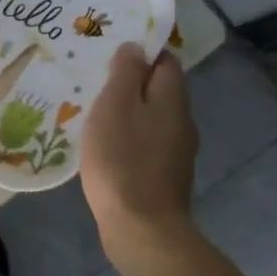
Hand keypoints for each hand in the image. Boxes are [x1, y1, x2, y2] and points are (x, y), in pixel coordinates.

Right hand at [81, 44, 199, 264]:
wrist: (141, 228)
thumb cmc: (122, 160)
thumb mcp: (115, 106)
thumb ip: (126, 73)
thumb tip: (135, 47)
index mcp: (172, 99)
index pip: (166, 60)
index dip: (142, 51)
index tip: (111, 50)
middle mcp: (182, 121)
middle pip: (160, 89)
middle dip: (132, 81)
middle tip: (95, 79)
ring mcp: (176, 151)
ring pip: (152, 117)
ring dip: (128, 111)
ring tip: (94, 111)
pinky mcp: (164, 176)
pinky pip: (147, 143)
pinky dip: (128, 137)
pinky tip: (105, 146)